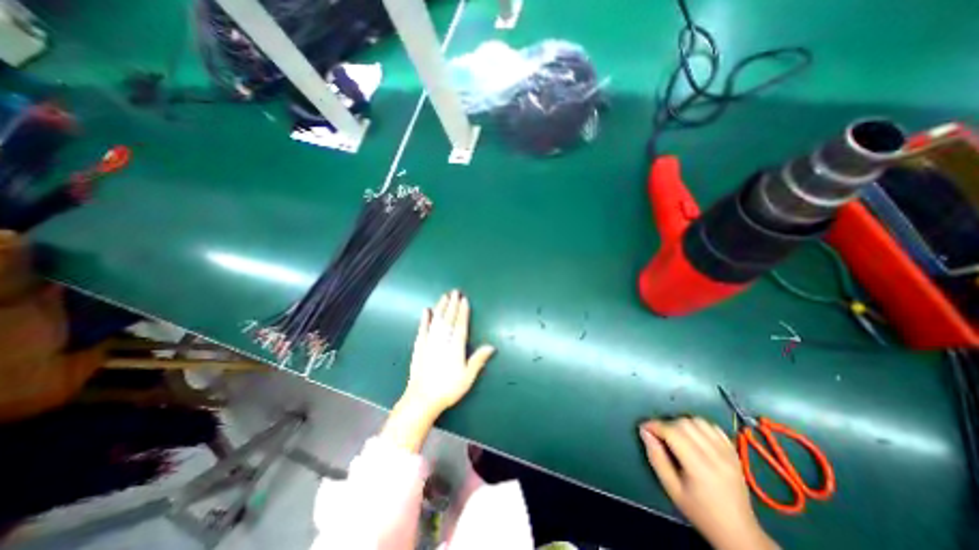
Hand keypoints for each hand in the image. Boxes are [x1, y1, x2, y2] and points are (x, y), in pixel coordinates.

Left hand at [399, 289, 493, 413]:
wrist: (422, 399)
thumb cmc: (448, 389)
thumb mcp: (467, 377)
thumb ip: (478, 359)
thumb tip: (491, 346)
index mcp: (455, 347)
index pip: (460, 325)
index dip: (462, 311)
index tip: (464, 299)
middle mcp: (442, 341)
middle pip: (448, 319)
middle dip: (452, 304)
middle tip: (454, 292)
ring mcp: (429, 342)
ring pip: (436, 321)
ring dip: (440, 307)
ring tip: (444, 296)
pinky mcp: (419, 347)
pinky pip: (422, 329)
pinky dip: (424, 319)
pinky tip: (426, 311)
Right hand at [644, 418, 780, 549]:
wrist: (738, 532)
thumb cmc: (699, 511)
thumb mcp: (671, 488)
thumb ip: (656, 457)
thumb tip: (644, 431)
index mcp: (700, 467)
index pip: (672, 433)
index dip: (654, 426)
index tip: (644, 428)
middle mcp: (716, 456)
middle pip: (684, 423)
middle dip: (667, 424)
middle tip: (660, 436)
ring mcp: (728, 453)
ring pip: (698, 421)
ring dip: (682, 423)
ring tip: (677, 436)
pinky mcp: (734, 452)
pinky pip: (713, 427)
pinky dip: (699, 426)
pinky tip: (694, 437)